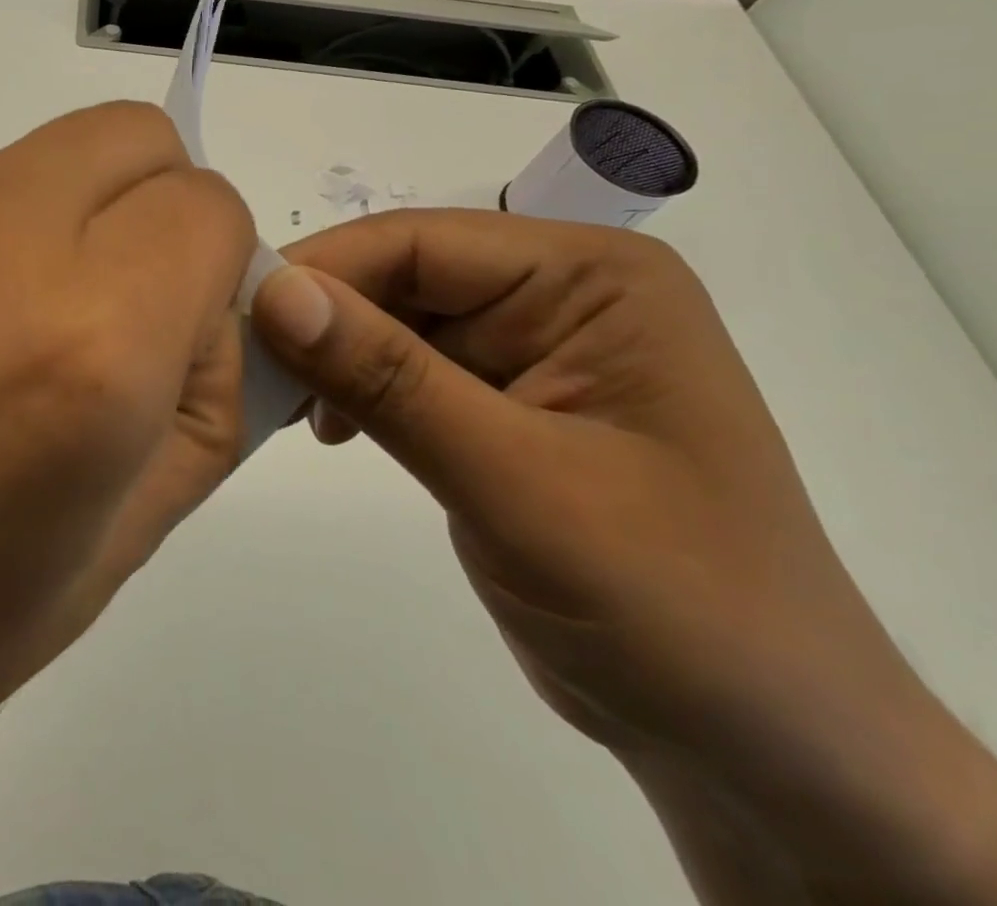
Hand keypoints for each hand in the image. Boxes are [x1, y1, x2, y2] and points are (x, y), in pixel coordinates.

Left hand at [0, 101, 254, 862]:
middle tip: (120, 313)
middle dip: (162, 206)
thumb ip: (203, 415)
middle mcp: (2, 232)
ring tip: (9, 337)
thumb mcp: (110, 551)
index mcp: (87, 334)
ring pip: (54, 155)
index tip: (178, 340)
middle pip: (138, 135)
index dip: (219, 270)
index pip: (212, 209)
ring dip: (76, 217)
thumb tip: (224, 325)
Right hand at [250, 211, 996, 903]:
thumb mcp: (518, 483)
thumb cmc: (670, 605)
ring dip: (331, 359)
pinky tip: (326, 429)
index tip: (235, 314)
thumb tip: (275, 293)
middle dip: (321, 320)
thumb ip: (389, 379)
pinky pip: (402, 370)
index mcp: (590, 277)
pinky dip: (354, 392)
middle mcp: (557, 294)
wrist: (761, 754)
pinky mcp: (498, 403)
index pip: (419, 242)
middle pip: (400, 277)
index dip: (323, 270)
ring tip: (278, 405)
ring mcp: (528, 349)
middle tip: (242, 369)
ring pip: (391, 322)